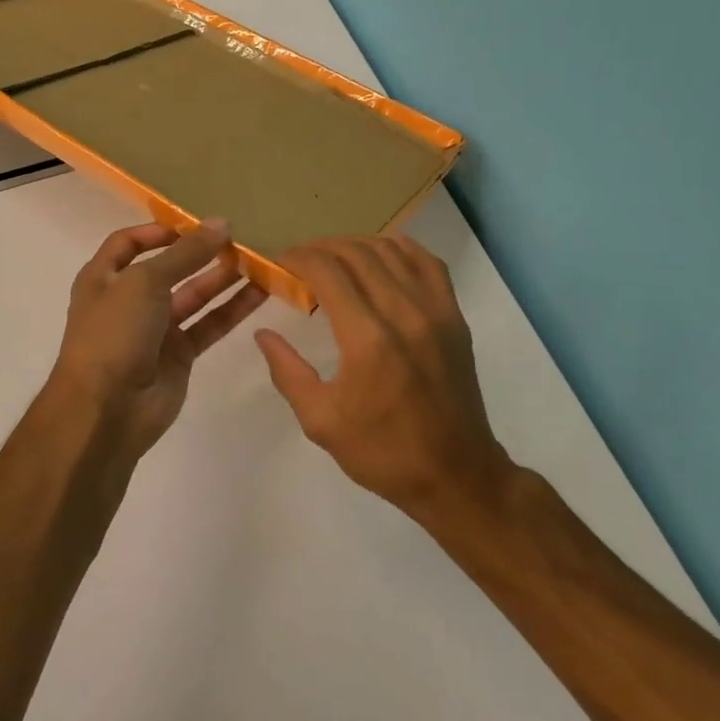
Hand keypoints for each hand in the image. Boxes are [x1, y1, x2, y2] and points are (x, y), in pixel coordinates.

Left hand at [47, 220, 267, 459]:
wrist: (106, 409)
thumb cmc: (114, 333)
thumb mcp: (145, 282)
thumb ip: (186, 253)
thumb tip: (221, 224)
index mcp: (103, 278)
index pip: (128, 243)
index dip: (158, 231)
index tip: (194, 224)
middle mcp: (128, 300)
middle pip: (168, 268)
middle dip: (200, 253)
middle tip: (238, 238)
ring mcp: (155, 330)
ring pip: (194, 296)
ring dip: (222, 278)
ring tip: (258, 260)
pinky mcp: (179, 355)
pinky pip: (209, 324)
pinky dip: (232, 309)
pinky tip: (260, 292)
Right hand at [255, 235, 511, 517]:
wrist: (455, 474)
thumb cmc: (383, 452)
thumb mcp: (320, 421)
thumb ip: (287, 371)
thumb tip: (263, 333)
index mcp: (366, 339)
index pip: (327, 271)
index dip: (297, 258)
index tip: (279, 263)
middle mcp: (402, 312)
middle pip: (356, 253)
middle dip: (320, 249)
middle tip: (299, 263)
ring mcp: (434, 310)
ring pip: (391, 250)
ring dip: (355, 246)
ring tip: (334, 260)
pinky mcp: (454, 316)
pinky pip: (428, 262)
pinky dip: (400, 249)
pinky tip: (381, 257)